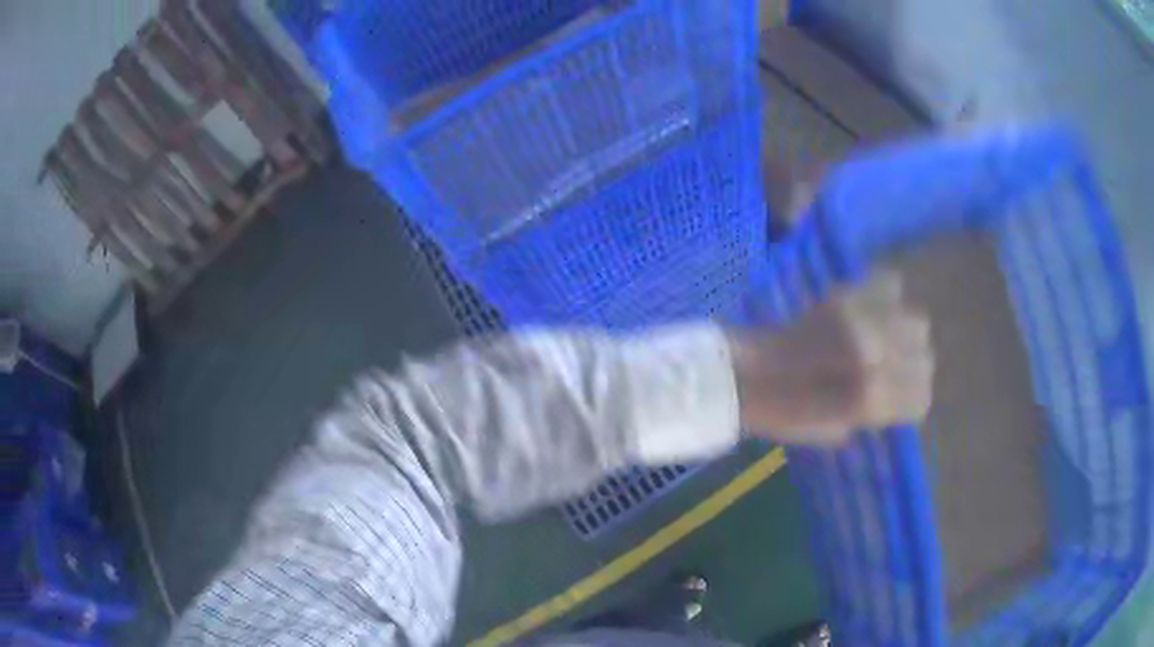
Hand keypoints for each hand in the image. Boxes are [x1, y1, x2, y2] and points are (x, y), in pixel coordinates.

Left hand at [727, 272, 932, 446]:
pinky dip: (889, 296)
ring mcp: (862, 321)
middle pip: (924, 356)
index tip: (898, 400)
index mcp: (871, 399)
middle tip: (891, 368)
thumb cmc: (786, 413)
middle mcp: (875, 358)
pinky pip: (890, 283)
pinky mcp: (845, 295)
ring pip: (917, 323)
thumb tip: (898, 395)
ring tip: (886, 337)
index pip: (921, 398)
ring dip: (905, 333)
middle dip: (911, 365)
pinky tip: (875, 307)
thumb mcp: (834, 430)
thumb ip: (873, 414)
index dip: (912, 399)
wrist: (747, 375)